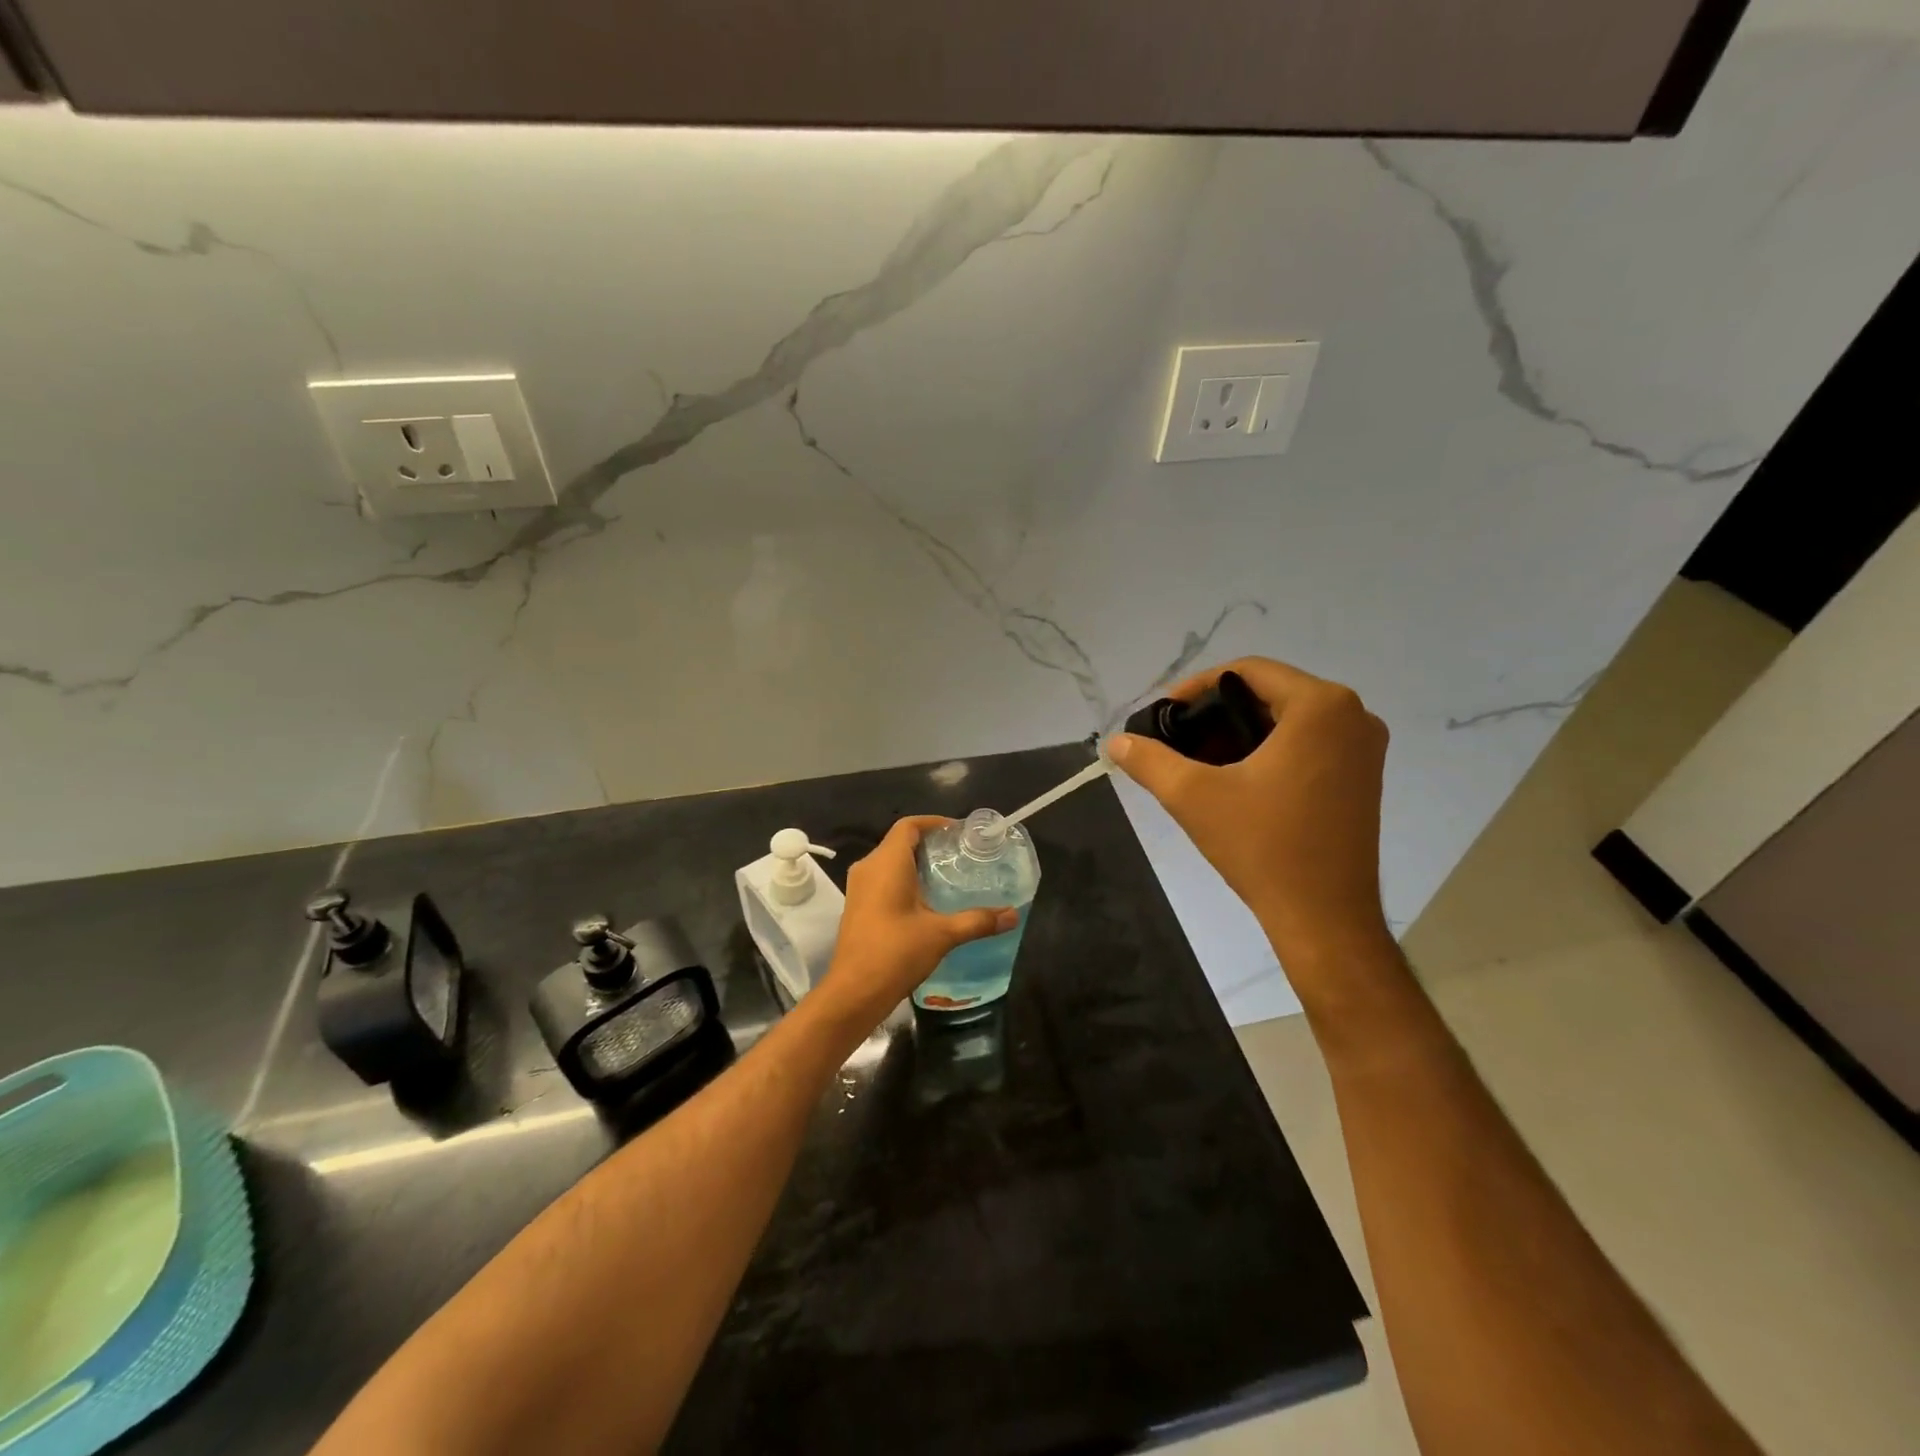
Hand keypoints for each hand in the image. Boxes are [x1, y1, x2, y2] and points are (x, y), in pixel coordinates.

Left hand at [817, 816, 1017, 1029]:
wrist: (854, 992)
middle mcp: (869, 868)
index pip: (909, 826)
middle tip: (961, 855)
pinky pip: (883, 879)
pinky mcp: (858, 906)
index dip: (934, 823)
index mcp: (886, 863)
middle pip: (900, 842)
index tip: (959, 832)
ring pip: (890, 862)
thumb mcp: (942, 934)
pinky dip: (905, 880)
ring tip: (949, 875)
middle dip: (930, 844)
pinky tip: (928, 900)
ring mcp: (859, 887)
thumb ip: (978, 921)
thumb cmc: (896, 953)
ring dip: (917, 863)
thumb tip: (1013, 915)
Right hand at [1107, 657, 1390, 970]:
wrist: (1324, 917)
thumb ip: (1149, 760)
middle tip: (1178, 740)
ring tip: (1200, 760)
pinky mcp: (1364, 777)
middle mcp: (1353, 715)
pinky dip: (1270, 749)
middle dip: (1218, 713)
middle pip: (1269, 693)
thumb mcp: (1193, 796)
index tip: (1164, 715)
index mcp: (1321, 706)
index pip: (1247, 671)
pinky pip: (1309, 743)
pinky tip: (1237, 778)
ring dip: (1242, 732)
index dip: (1197, 687)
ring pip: (1288, 719)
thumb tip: (1116, 742)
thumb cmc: (1263, 846)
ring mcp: (1364, 748)